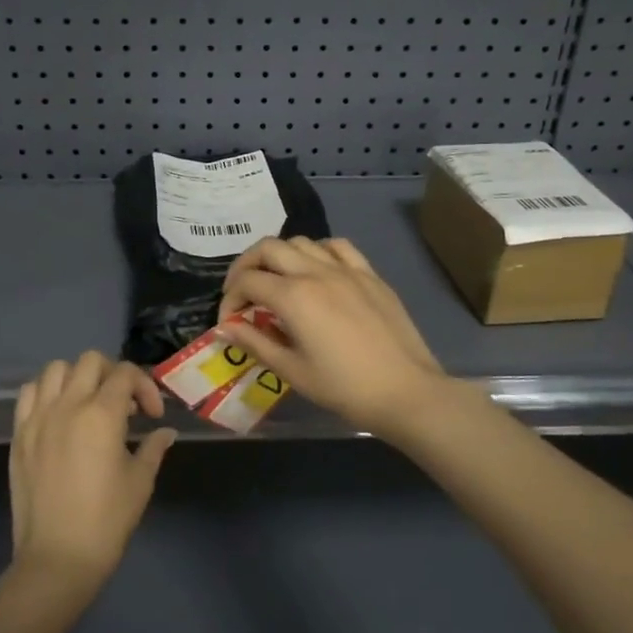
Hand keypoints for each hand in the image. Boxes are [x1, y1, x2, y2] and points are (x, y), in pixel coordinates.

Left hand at [9, 351, 174, 591]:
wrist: (57, 558)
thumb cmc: (106, 521)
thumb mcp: (140, 482)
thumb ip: (154, 447)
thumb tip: (165, 431)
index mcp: (102, 414)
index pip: (125, 374)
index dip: (145, 387)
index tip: (152, 415)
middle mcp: (68, 405)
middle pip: (90, 361)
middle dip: (113, 374)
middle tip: (124, 404)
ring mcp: (38, 417)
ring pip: (56, 369)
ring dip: (78, 377)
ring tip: (89, 403)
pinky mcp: (19, 434)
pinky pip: (29, 392)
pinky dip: (47, 391)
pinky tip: (59, 412)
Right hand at [217, 237, 448, 440]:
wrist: (406, 391)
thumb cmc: (344, 388)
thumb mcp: (292, 371)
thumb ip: (255, 342)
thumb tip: (226, 328)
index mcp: (294, 296)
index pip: (248, 282)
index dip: (230, 299)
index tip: (229, 322)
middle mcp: (316, 272)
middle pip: (268, 248)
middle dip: (246, 266)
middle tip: (242, 292)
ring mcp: (346, 269)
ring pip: (301, 241)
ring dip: (280, 256)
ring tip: (276, 280)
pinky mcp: (370, 274)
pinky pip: (337, 247)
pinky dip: (318, 251)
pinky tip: (317, 270)